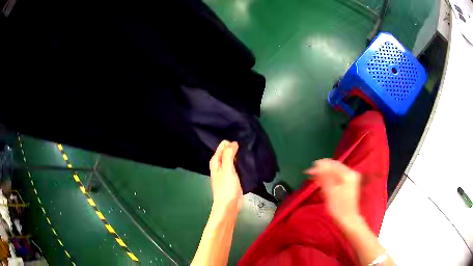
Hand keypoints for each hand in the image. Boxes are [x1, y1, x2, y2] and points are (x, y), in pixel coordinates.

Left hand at [209, 140, 242, 212]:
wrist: (229, 205)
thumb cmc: (226, 187)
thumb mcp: (227, 169)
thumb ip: (228, 155)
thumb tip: (233, 142)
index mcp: (216, 161)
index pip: (223, 145)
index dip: (231, 143)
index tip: (241, 143)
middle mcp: (220, 165)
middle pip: (228, 151)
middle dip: (236, 148)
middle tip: (247, 147)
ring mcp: (227, 171)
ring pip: (233, 159)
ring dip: (239, 156)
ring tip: (249, 153)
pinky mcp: (233, 177)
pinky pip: (237, 166)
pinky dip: (241, 164)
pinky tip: (248, 162)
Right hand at [305, 159, 361, 224]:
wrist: (348, 219)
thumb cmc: (338, 208)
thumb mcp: (330, 192)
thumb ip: (324, 177)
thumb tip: (317, 166)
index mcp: (348, 174)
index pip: (332, 165)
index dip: (320, 166)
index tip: (308, 171)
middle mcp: (351, 173)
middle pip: (335, 166)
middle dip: (322, 169)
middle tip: (310, 174)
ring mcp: (351, 178)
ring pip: (335, 171)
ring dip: (325, 174)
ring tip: (315, 179)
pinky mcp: (349, 183)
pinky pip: (337, 176)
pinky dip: (329, 178)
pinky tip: (322, 182)